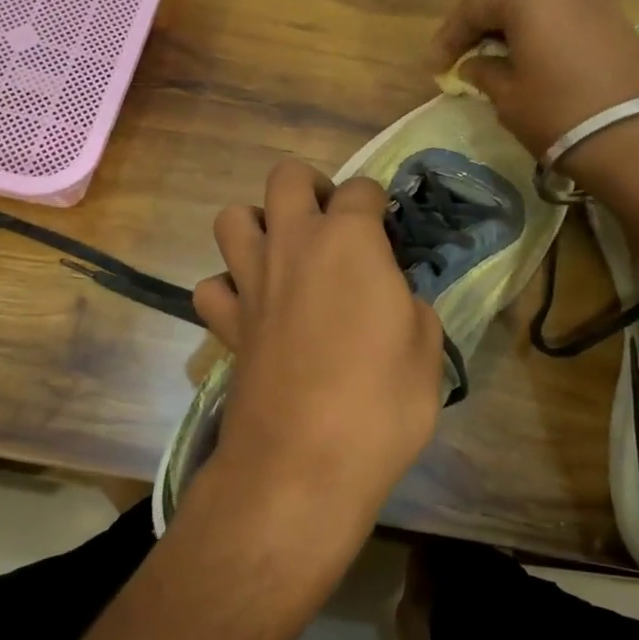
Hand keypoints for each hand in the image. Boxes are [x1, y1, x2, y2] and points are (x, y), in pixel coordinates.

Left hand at [191, 159, 444, 534]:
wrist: (304, 463)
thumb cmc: (380, 402)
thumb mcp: (426, 348)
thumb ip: (407, 305)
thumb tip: (390, 297)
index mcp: (349, 241)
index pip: (362, 190)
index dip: (378, 203)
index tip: (387, 230)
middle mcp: (292, 244)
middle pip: (286, 177)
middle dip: (310, 186)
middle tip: (330, 222)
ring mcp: (251, 282)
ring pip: (232, 218)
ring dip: (257, 224)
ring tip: (283, 253)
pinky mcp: (225, 324)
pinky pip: (212, 286)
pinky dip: (228, 288)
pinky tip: (252, 307)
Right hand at [429, 0, 638, 159]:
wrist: (636, 137)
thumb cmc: (558, 113)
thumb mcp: (509, 97)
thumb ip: (484, 73)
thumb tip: (474, 65)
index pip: (474, 6)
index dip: (449, 36)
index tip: (435, 66)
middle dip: (480, 24)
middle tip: (461, 55)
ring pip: (539, 2)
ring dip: (512, 26)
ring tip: (494, 56)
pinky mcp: (616, 19)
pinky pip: (564, 15)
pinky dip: (541, 30)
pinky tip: (531, 56)